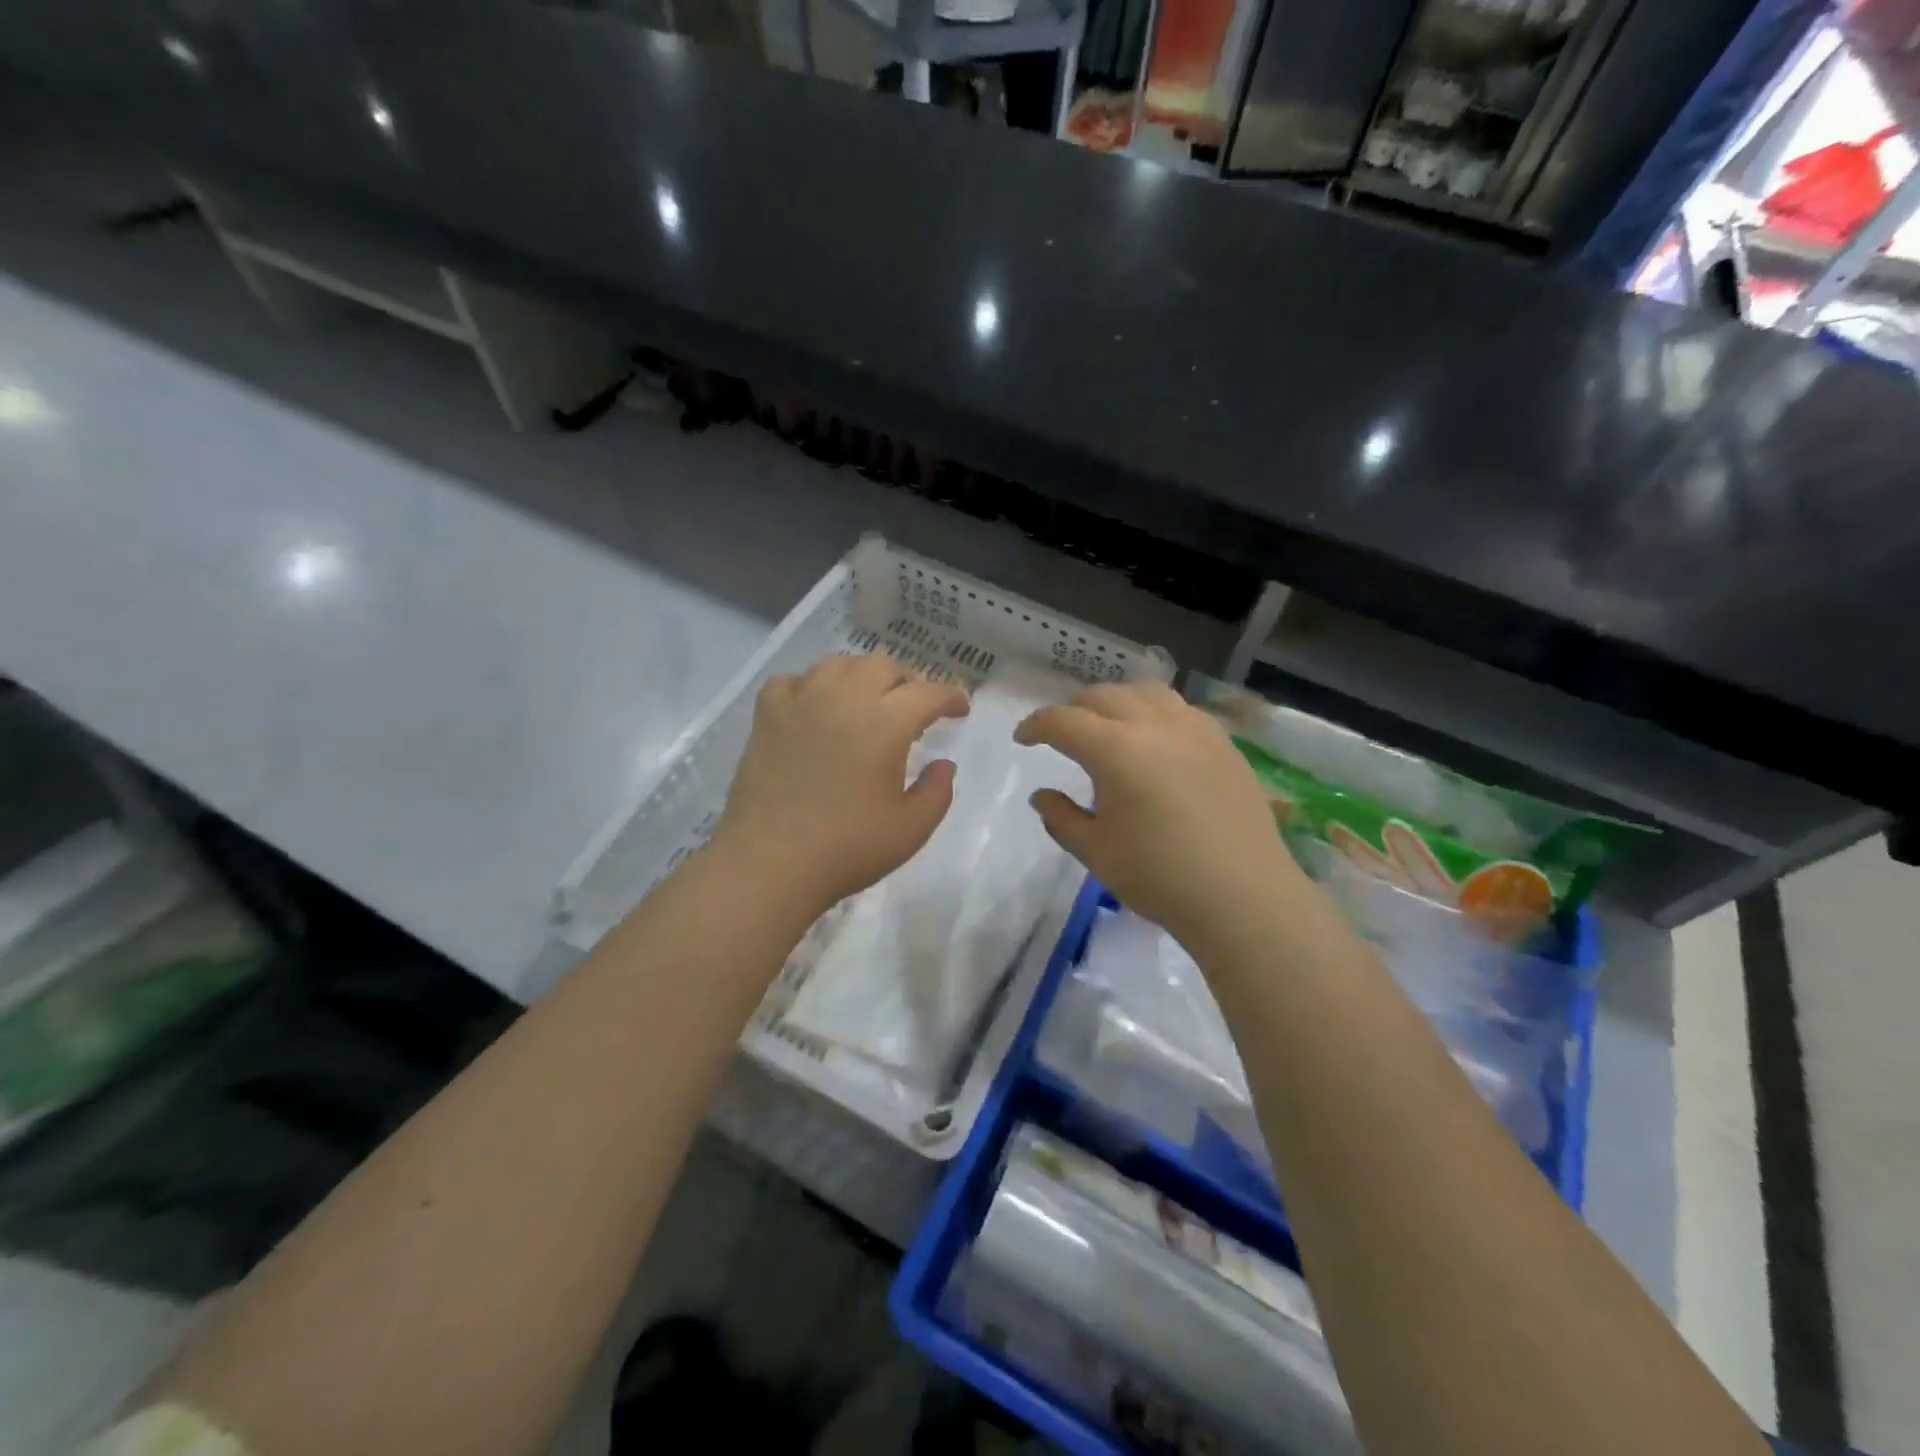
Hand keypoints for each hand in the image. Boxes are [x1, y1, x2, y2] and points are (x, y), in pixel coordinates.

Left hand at [713, 653, 969, 915]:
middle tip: (912, 712)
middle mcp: (844, 698)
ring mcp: (801, 701)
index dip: (950, 697)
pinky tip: (815, 708)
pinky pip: (793, 680)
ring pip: (839, 664)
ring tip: (866, 704)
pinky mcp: (767, 715)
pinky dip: (811, 686)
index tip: (959, 710)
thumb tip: (944, 765)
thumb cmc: (847, 848)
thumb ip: (937, 792)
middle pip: (884, 666)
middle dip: (907, 683)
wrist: (769, 863)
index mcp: (885, 723)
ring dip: (862, 677)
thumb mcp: (911, 829)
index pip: (928, 692)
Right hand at [1015, 682, 1303, 948]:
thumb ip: (1061, 817)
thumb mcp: (1096, 851)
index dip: (1036, 725)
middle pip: (1103, 696)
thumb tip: (1042, 796)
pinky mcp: (1223, 743)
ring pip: (1146, 692)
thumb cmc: (1159, 876)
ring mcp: (1194, 729)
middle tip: (1062, 734)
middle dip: (1074, 709)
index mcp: (1115, 749)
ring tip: (1109, 726)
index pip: (1063, 721)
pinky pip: (1180, 709)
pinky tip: (1156, 740)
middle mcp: (1154, 725)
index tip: (1023, 738)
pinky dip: (1155, 712)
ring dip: (1117, 701)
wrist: (1243, 896)